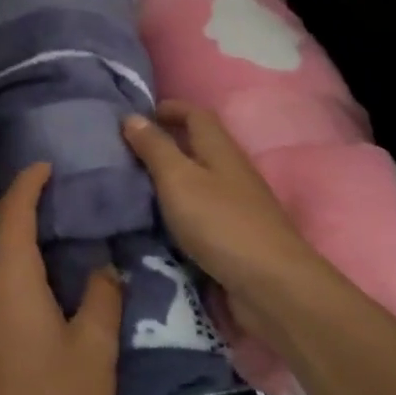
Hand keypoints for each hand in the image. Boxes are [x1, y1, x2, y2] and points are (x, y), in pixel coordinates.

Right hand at [121, 103, 330, 329]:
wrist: (270, 285)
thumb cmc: (220, 223)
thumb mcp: (179, 179)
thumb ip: (155, 148)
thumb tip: (131, 116)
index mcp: (220, 149)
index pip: (195, 115)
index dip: (169, 109)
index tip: (137, 115)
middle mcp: (231, 171)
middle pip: (198, 146)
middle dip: (165, 143)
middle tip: (125, 151)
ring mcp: (236, 205)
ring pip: (198, 179)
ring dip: (169, 178)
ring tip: (132, 185)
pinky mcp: (233, 236)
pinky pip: (199, 211)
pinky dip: (177, 208)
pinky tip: (156, 220)